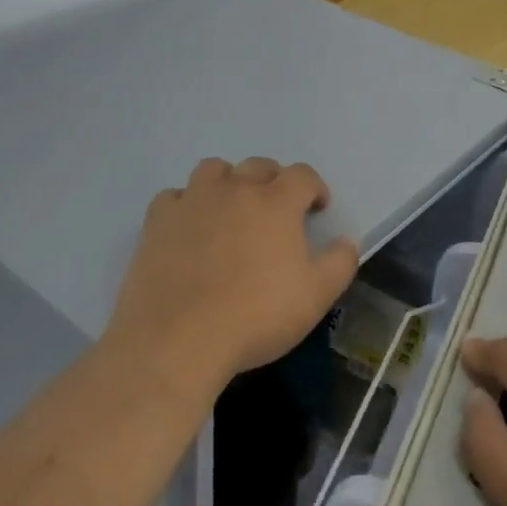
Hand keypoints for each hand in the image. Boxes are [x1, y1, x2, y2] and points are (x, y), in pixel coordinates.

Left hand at [108, 157, 359, 399]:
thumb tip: (347, 239)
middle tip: (276, 211)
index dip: (314, 188)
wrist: (178, 340)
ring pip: (214, 170)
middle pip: (259, 165)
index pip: (302, 175)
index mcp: (276, 202)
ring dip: (228, 182)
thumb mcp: (316, 297)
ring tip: (231, 210)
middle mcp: (235, 189)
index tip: (317, 209)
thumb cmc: (256, 316)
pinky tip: (189, 228)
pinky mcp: (158, 220)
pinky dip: (186, 204)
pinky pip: (174, 196)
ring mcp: (193, 201)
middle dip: (274, 181)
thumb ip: (340, 262)